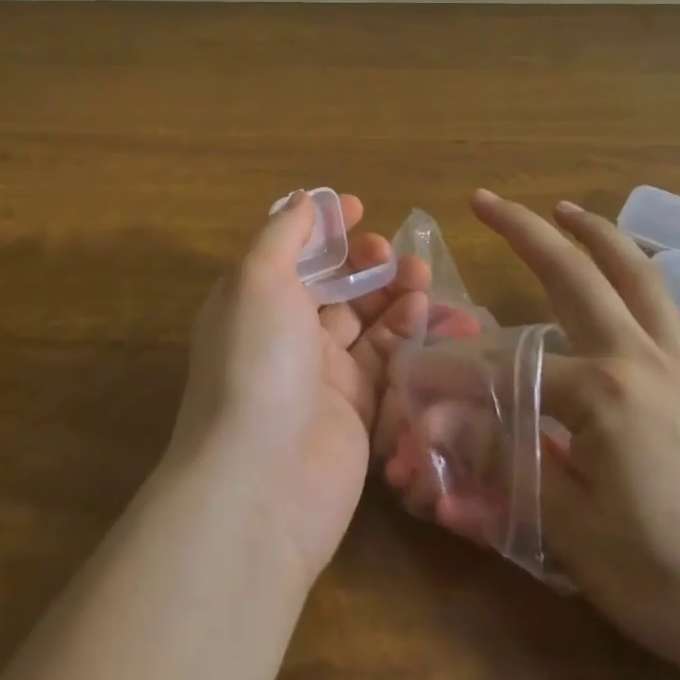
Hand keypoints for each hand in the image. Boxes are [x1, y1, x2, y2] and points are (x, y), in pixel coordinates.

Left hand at [166, 192, 431, 578]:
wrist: (264, 480)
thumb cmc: (257, 361)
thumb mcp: (258, 279)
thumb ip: (282, 234)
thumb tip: (303, 199)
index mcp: (253, 301)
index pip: (292, 253)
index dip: (324, 229)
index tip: (359, 209)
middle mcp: (284, 334)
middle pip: (332, 285)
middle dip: (364, 261)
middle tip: (393, 251)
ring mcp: (320, 373)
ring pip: (364, 320)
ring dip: (392, 292)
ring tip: (422, 274)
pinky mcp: (356, 409)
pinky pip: (385, 359)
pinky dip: (405, 332)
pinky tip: (425, 310)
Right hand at [469, 190, 679, 679]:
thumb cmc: (674, 582)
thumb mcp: (573, 531)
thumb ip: (502, 462)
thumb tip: (435, 424)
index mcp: (605, 390)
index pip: (507, 363)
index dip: (454, 370)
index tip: (412, 375)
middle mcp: (641, 356)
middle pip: (577, 273)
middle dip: (526, 229)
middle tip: (484, 200)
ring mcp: (679, 362)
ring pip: (636, 274)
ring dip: (595, 234)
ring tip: (565, 210)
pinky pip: (664, 306)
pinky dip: (635, 273)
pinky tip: (621, 277)